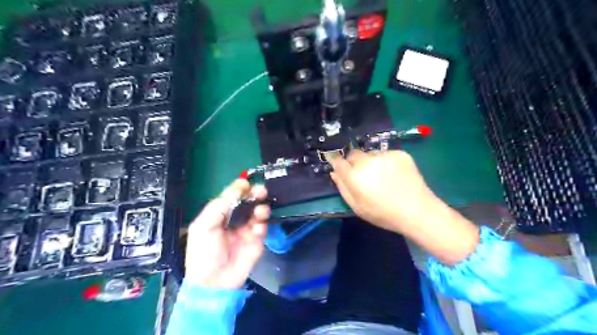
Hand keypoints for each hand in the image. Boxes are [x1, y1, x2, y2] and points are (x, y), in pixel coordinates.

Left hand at [185, 180, 270, 289]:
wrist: (214, 283)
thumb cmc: (204, 253)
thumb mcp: (204, 226)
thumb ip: (220, 205)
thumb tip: (239, 185)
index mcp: (219, 215)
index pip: (231, 197)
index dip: (239, 188)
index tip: (246, 183)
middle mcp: (234, 219)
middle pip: (248, 202)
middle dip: (255, 194)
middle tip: (261, 191)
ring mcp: (247, 230)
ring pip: (258, 212)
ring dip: (261, 208)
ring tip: (260, 211)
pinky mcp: (257, 240)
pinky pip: (263, 227)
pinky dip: (262, 225)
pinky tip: (256, 229)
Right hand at [327, 149, 437, 232]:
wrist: (417, 211)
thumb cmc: (383, 213)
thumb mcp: (357, 207)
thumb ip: (343, 188)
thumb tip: (334, 172)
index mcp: (355, 176)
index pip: (338, 160)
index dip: (335, 159)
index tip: (335, 161)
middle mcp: (367, 161)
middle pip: (353, 154)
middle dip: (354, 162)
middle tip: (363, 175)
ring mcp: (384, 155)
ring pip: (370, 154)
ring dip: (371, 162)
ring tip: (382, 176)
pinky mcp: (399, 153)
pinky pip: (385, 154)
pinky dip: (386, 161)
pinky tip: (394, 174)